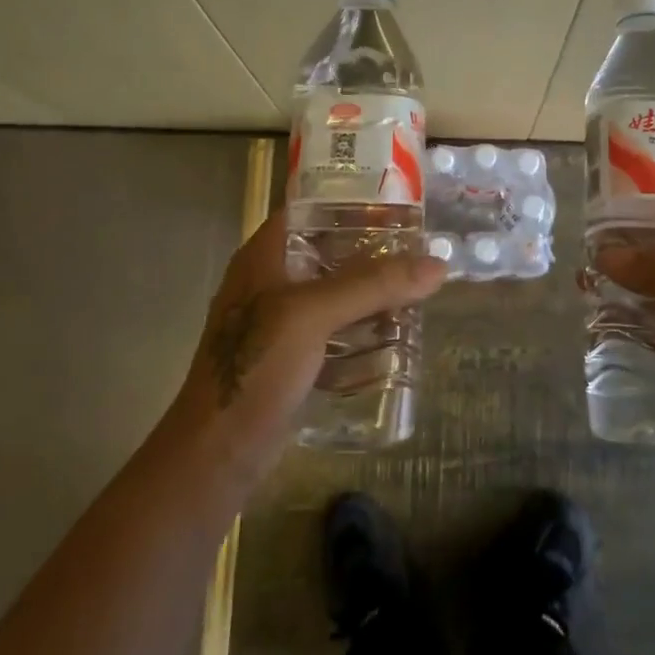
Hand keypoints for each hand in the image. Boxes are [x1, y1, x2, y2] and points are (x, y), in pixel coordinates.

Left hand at [166, 209, 446, 486]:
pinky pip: (333, 332)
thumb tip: (437, 264)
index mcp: (264, 256)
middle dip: (372, 252)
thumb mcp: (313, 314)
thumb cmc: (257, 366)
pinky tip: (394, 337)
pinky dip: (360, 330)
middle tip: (420, 251)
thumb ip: (373, 285)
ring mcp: (279, 322)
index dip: (350, 202)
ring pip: (333, 294)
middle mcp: (270, 281)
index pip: (310, 209)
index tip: (397, 206)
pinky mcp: (290, 358)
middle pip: (328, 252)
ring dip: (370, 293)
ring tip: (416, 290)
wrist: (217, 451)